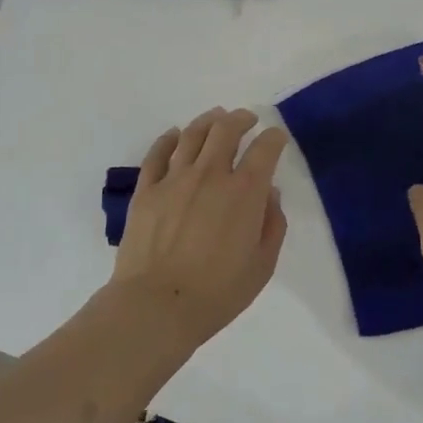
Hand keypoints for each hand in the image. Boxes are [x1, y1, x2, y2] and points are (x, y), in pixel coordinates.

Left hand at [111, 108, 289, 342]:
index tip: (277, 138)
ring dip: (208, 121)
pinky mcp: (146, 189)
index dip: (274, 138)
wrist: (157, 305)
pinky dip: (168, 138)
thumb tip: (269, 195)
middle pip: (226, 130)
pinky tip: (174, 134)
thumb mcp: (262, 266)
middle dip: (241, 119)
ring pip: (192, 135)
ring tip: (215, 118)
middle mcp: (210, 175)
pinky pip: (157, 153)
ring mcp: (174, 179)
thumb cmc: (218, 292)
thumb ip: (272, 225)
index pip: (264, 150)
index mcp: (244, 192)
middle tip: (246, 118)